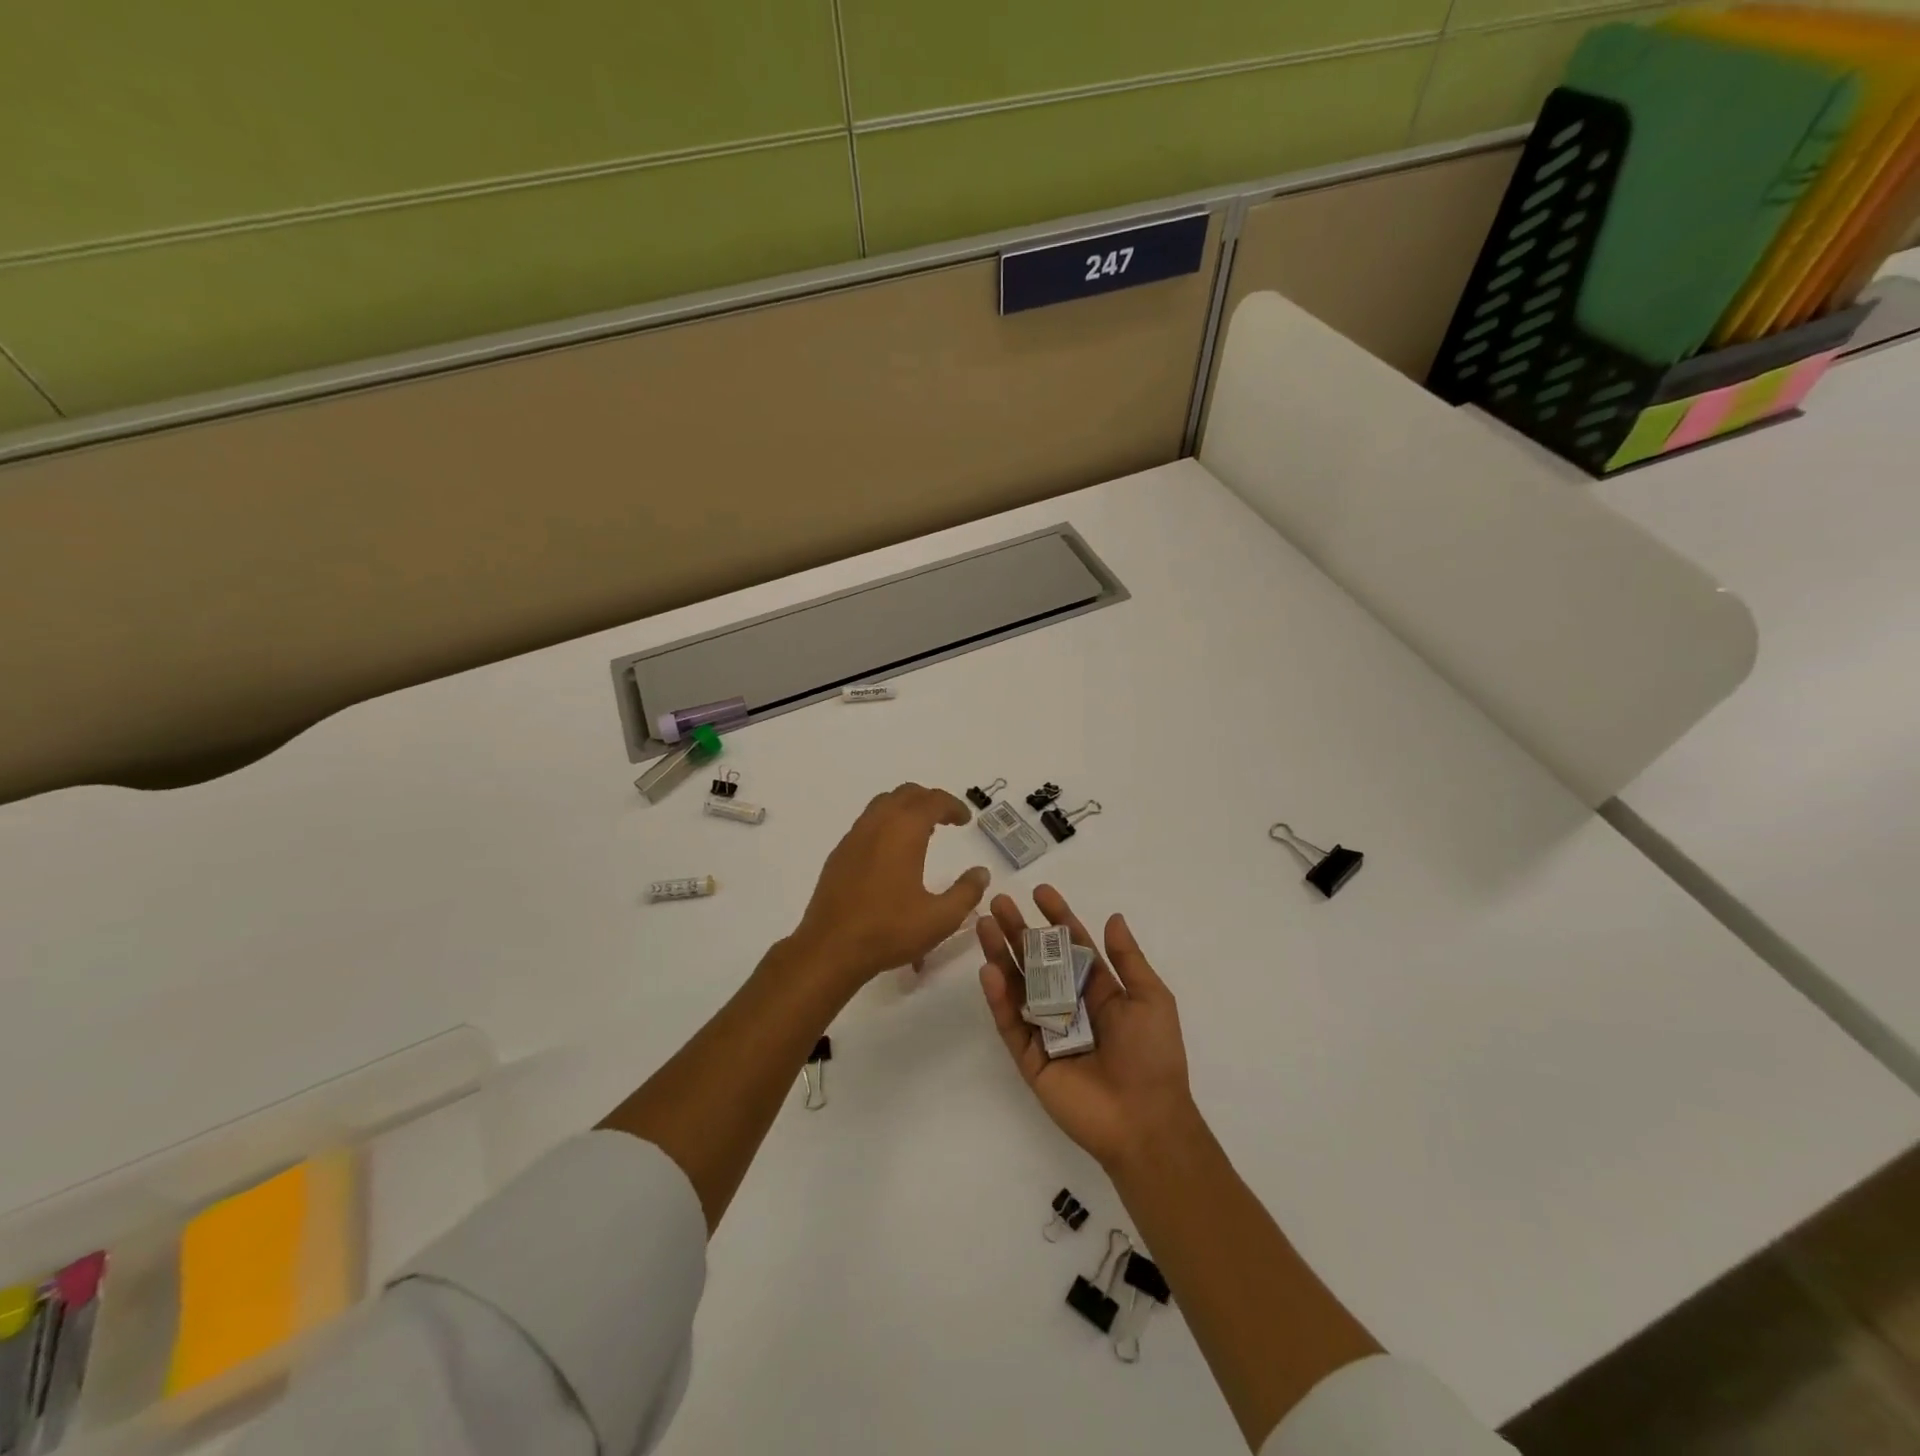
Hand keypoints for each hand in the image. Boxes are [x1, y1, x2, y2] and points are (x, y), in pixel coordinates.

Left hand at [790, 783, 991, 987]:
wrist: (830, 949)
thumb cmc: (889, 931)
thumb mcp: (940, 918)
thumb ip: (966, 892)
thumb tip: (981, 872)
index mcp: (904, 831)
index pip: (933, 801)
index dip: (953, 806)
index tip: (966, 820)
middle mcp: (877, 824)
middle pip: (906, 794)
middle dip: (929, 800)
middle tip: (947, 819)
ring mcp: (853, 837)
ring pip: (882, 804)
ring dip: (906, 809)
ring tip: (922, 831)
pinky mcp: (839, 854)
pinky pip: (867, 823)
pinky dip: (886, 823)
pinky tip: (892, 853)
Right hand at [977, 885, 1196, 1170]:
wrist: (1145, 1121)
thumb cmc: (1153, 1055)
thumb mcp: (1150, 998)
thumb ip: (1127, 959)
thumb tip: (1113, 917)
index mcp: (1099, 990)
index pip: (1073, 946)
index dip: (1057, 918)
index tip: (1040, 892)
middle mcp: (1069, 1005)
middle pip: (1038, 961)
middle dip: (1019, 931)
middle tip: (999, 903)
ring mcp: (1047, 1032)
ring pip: (1018, 987)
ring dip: (1001, 956)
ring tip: (984, 926)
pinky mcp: (1030, 1059)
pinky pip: (1011, 1024)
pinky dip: (999, 999)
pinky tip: (990, 971)